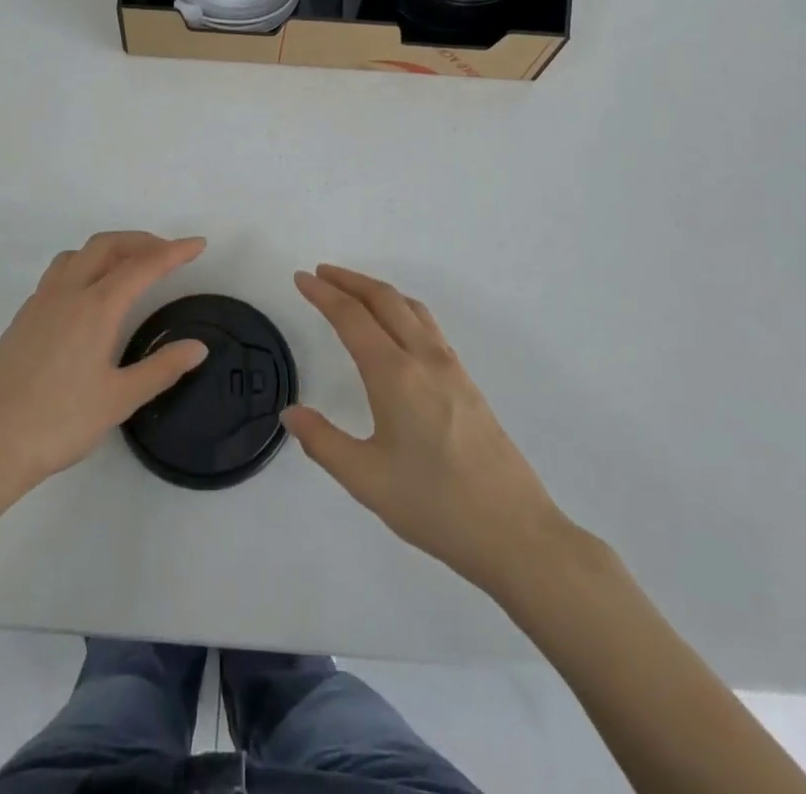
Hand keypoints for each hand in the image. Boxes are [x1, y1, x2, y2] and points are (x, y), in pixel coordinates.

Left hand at [0, 233, 208, 503]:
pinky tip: (89, 298)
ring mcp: (39, 303)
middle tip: (168, 254)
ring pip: (78, 255)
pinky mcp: (22, 319)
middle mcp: (67, 293)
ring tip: (130, 267)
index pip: (142, 266)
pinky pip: (59, 273)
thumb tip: (198, 346)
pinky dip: (85, 266)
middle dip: (141, 241)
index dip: (174, 252)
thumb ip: (161, 368)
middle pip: (107, 245)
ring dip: (109, 249)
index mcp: (95, 307)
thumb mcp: (119, 400)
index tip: (198, 244)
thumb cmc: (57, 423)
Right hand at [283, 265, 586, 595]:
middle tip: (320, 273)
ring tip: (353, 291)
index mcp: (395, 374)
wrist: (514, 531)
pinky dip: (402, 308)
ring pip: (410, 307)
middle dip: (349, 280)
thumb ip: (323, 442)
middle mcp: (424, 358)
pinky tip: (397, 328)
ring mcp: (451, 367)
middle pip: (384, 299)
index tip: (300, 278)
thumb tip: (291, 413)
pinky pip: (428, 325)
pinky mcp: (467, 382)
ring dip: (377, 290)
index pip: (351, 317)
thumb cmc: (435, 505)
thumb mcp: (367, 480)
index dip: (323, 293)